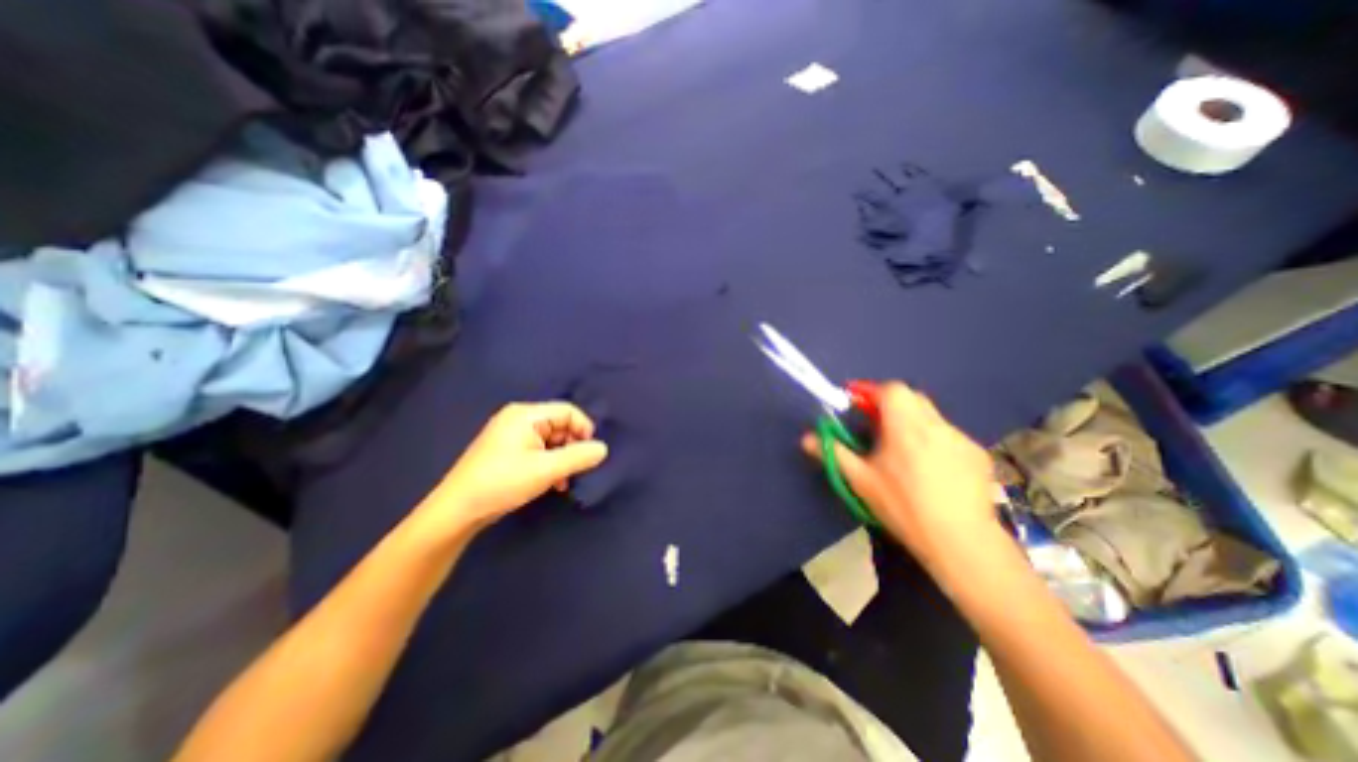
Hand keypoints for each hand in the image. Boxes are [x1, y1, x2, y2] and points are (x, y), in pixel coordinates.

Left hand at [419, 402, 609, 532]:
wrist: (457, 511)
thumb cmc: (503, 483)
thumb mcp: (546, 470)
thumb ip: (578, 457)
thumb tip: (603, 448)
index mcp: (526, 414)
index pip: (568, 411)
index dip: (584, 429)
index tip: (591, 454)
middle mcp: (519, 418)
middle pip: (560, 424)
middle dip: (572, 446)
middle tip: (576, 470)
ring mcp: (511, 434)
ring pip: (551, 439)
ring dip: (562, 458)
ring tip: (564, 480)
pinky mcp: (508, 450)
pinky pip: (539, 449)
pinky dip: (550, 463)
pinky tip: (552, 483)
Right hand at [798, 380, 1001, 570]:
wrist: (962, 542)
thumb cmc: (903, 506)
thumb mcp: (861, 480)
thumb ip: (833, 453)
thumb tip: (806, 438)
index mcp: (905, 426)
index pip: (889, 389)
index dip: (869, 390)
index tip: (854, 400)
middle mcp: (935, 424)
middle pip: (910, 397)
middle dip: (889, 403)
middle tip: (874, 424)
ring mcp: (960, 438)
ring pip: (930, 416)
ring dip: (911, 421)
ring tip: (902, 450)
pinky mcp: (978, 455)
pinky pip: (948, 435)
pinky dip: (933, 440)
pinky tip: (930, 468)